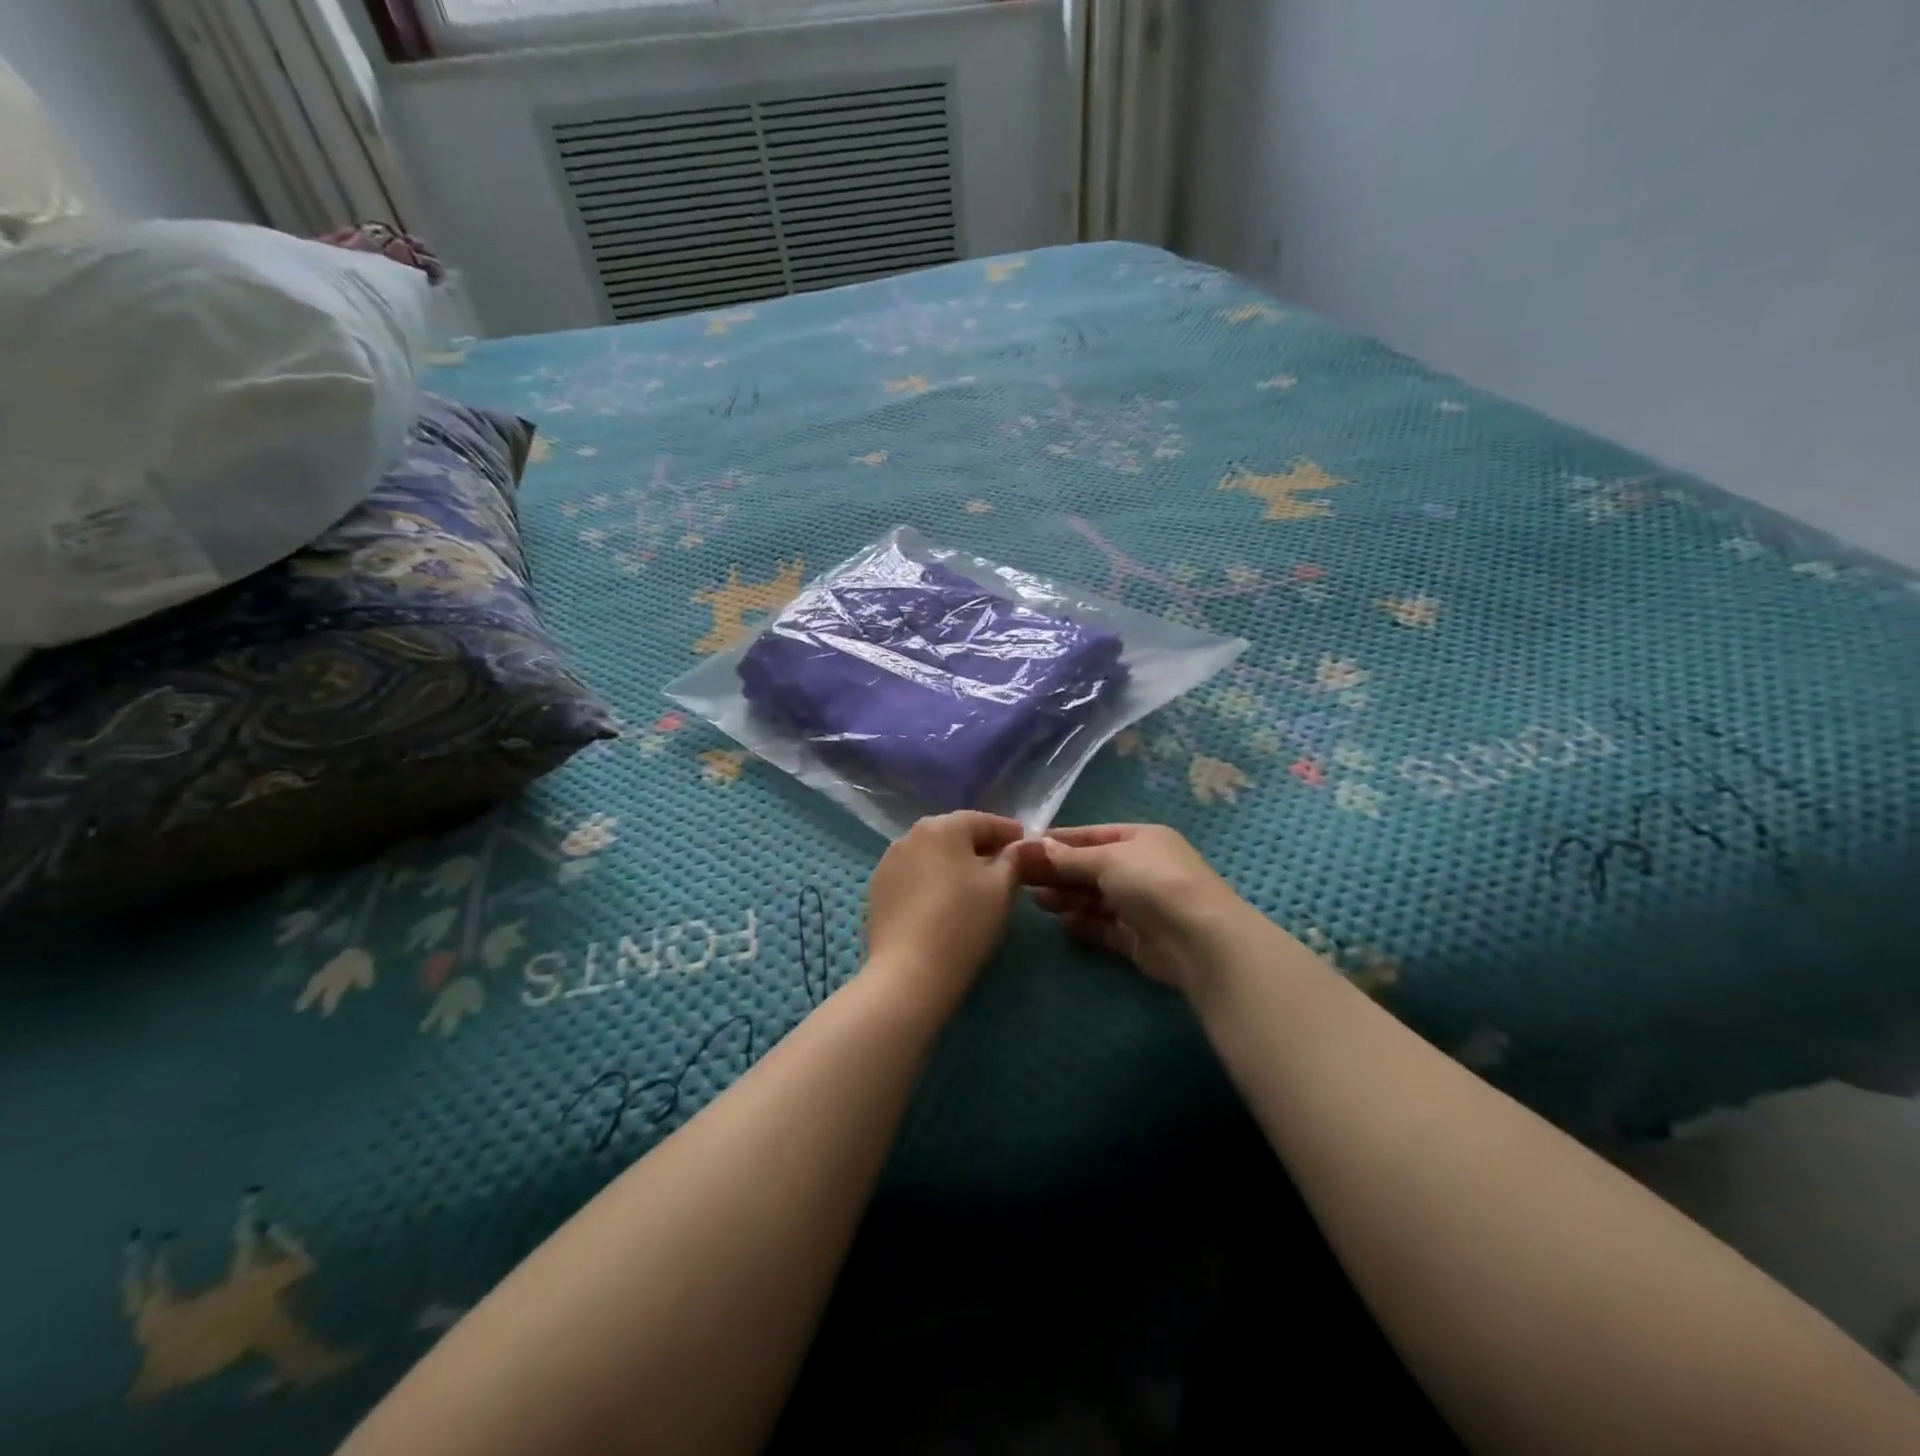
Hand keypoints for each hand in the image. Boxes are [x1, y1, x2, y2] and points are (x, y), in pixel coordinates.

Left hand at [864, 811, 1024, 1014]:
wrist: (909, 972)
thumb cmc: (963, 922)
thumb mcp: (1001, 888)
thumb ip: (1014, 859)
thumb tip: (1022, 845)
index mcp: (941, 826)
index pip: (982, 821)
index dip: (1008, 832)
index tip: (1026, 843)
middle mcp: (910, 835)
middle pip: (953, 834)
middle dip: (979, 846)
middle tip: (1003, 865)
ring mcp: (888, 863)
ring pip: (931, 856)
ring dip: (953, 864)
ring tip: (973, 885)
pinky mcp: (876, 891)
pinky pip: (913, 877)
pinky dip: (931, 882)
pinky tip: (943, 902)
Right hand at [1011, 824, 1250, 996]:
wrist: (1199, 939)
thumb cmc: (1152, 882)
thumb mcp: (1107, 859)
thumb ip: (1070, 857)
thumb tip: (1036, 845)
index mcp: (1141, 839)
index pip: (1092, 835)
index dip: (1060, 841)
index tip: (1026, 847)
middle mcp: (1142, 869)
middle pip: (1092, 867)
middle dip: (1059, 872)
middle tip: (1021, 877)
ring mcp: (1142, 905)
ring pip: (1096, 898)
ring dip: (1067, 897)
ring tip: (1036, 900)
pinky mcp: (1139, 939)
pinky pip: (1105, 927)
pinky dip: (1084, 923)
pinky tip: (1062, 923)